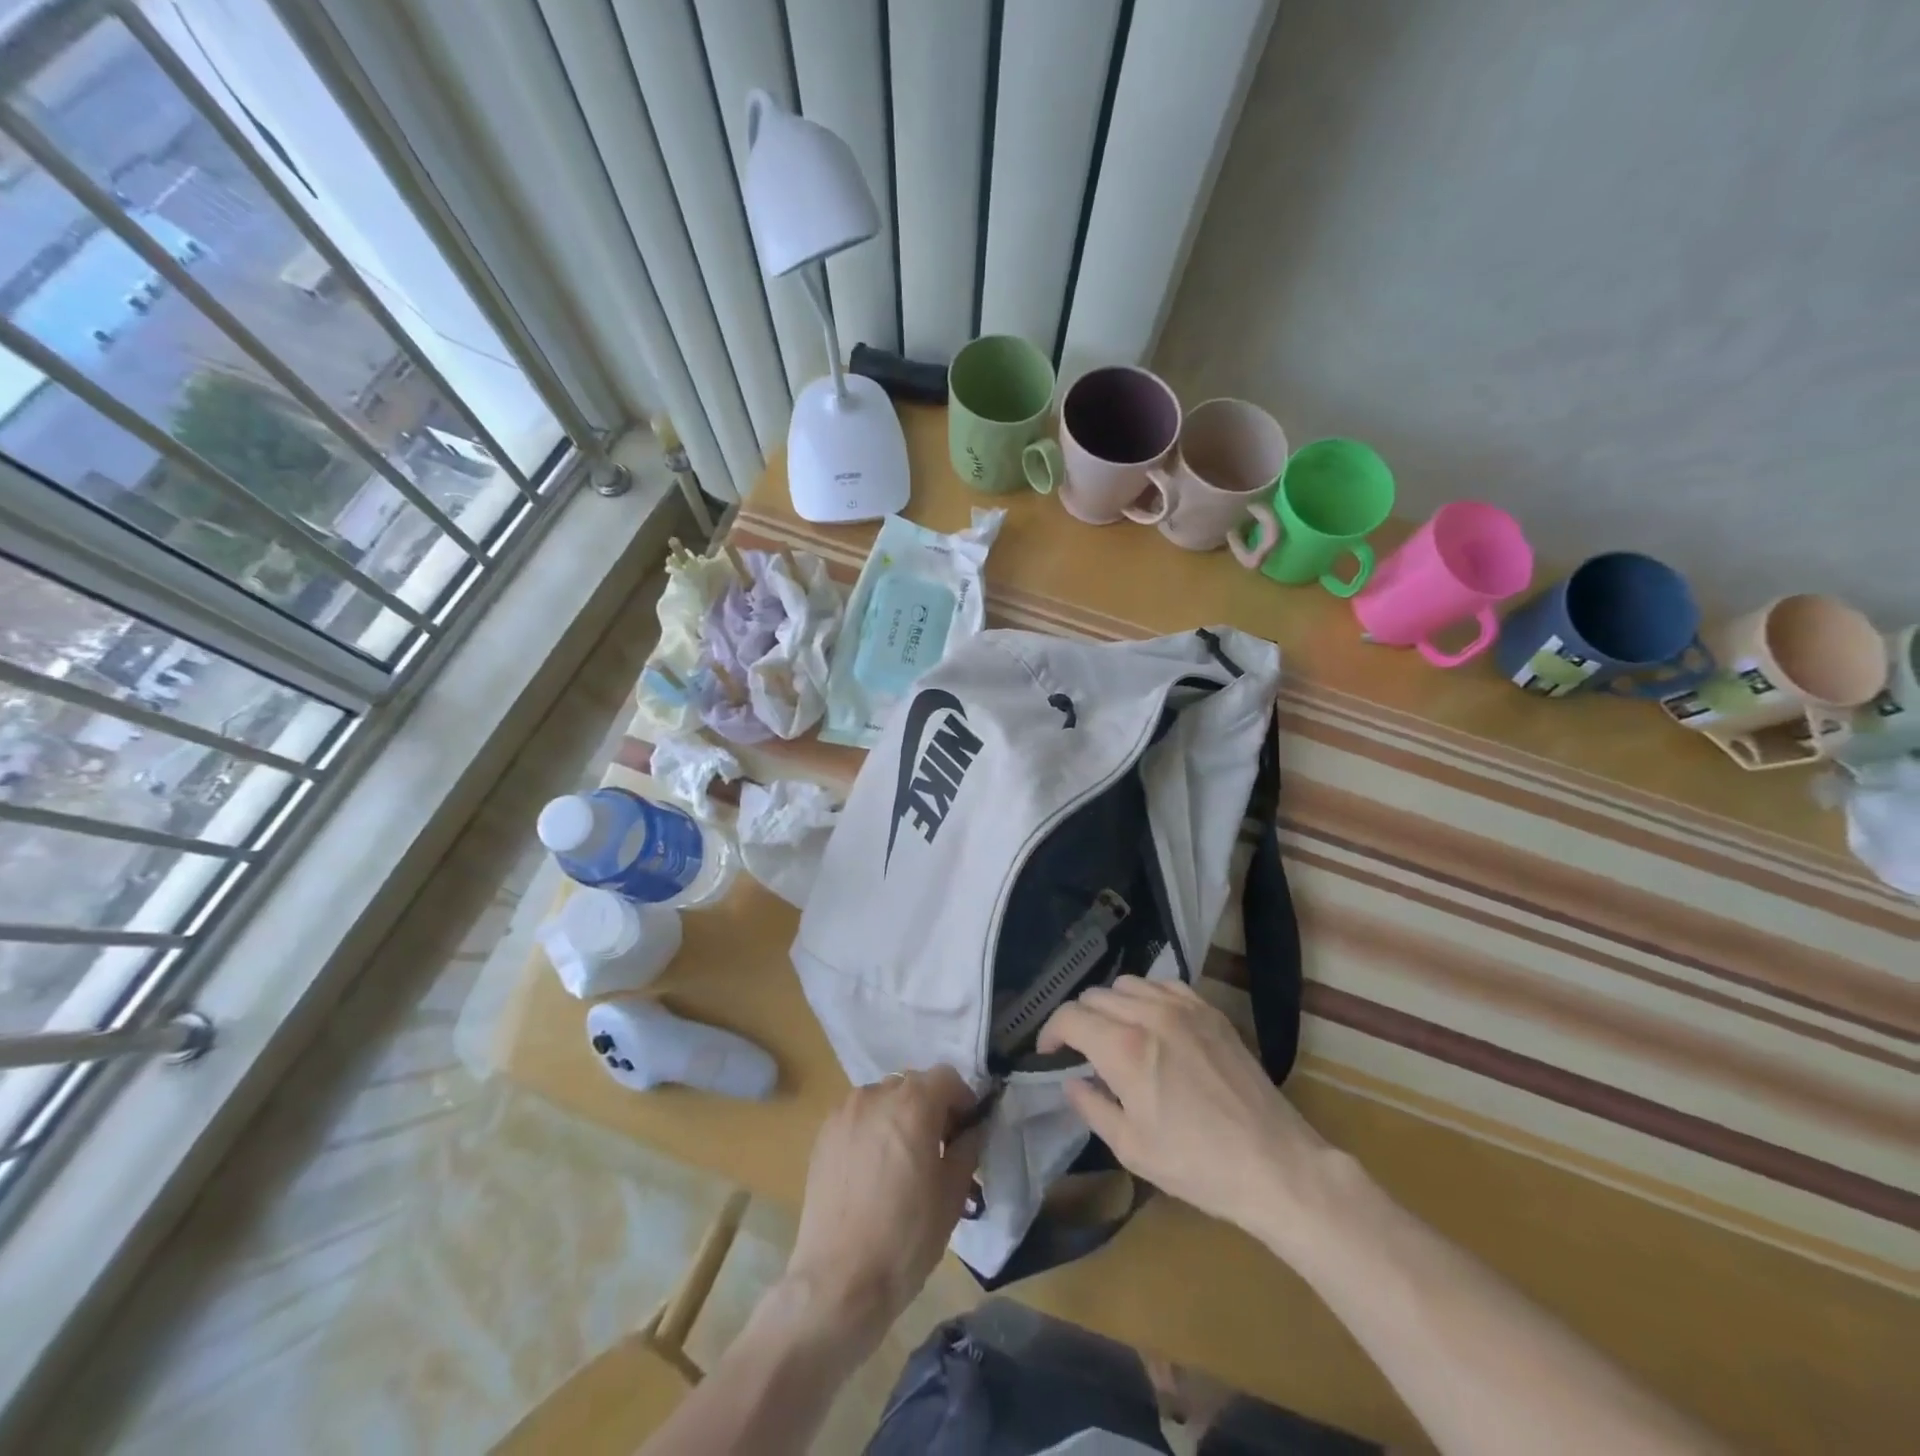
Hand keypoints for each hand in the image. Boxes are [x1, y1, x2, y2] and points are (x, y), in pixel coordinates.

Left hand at [782, 1066, 982, 1349]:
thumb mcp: (952, 1194)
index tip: (967, 1132)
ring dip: (900, 1116)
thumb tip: (974, 1128)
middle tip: (939, 1148)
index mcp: (913, 1103)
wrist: (839, 1281)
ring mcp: (845, 1112)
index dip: (963, 1101)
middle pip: (913, 1085)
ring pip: (884, 1099)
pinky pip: (858, 1117)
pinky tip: (873, 1171)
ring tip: (902, 1160)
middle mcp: (877, 1095)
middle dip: (931, 1107)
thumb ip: (968, 1147)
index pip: (947, 1077)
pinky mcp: (823, 1134)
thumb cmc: (906, 1237)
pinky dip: (873, 1130)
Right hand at [1038, 979, 1333, 1253]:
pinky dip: (1147, 997)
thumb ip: (1091, 1106)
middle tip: (1081, 1051)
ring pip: (1127, 985)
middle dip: (1079, 1020)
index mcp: (1124, 1048)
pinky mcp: (1210, 1011)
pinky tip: (1152, 1023)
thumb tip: (1071, 1081)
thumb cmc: (1197, 1165)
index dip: (1050, 1033)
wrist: (1274, 1164)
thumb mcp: (1131, 1148)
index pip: (1070, 1017)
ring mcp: (1183, 1008)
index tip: (1049, 1054)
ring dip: (1110, 1005)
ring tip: (1115, 1034)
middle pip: (1095, 996)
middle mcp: (1149, 1015)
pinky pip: (1164, 986)